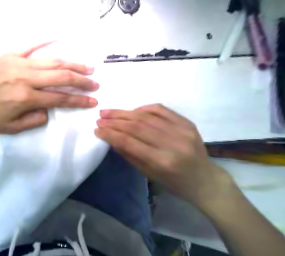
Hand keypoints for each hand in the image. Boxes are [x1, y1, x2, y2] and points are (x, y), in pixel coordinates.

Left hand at [0, 42, 96, 133]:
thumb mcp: (10, 128)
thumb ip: (34, 120)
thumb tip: (48, 109)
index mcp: (26, 98)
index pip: (60, 98)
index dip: (79, 100)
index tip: (93, 101)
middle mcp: (26, 78)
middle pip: (62, 76)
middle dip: (82, 80)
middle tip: (95, 83)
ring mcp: (18, 63)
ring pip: (52, 61)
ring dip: (72, 64)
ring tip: (87, 67)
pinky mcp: (9, 55)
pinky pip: (31, 45)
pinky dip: (46, 41)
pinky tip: (59, 38)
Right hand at [97, 103, 234, 205]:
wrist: (204, 180)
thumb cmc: (173, 182)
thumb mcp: (147, 173)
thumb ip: (128, 154)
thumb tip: (111, 138)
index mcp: (162, 161)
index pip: (129, 142)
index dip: (110, 134)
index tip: (97, 129)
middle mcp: (173, 143)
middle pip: (136, 126)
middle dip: (114, 121)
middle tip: (100, 118)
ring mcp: (182, 130)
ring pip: (146, 116)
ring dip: (124, 113)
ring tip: (109, 112)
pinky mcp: (187, 122)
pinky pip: (160, 109)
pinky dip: (143, 108)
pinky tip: (131, 111)